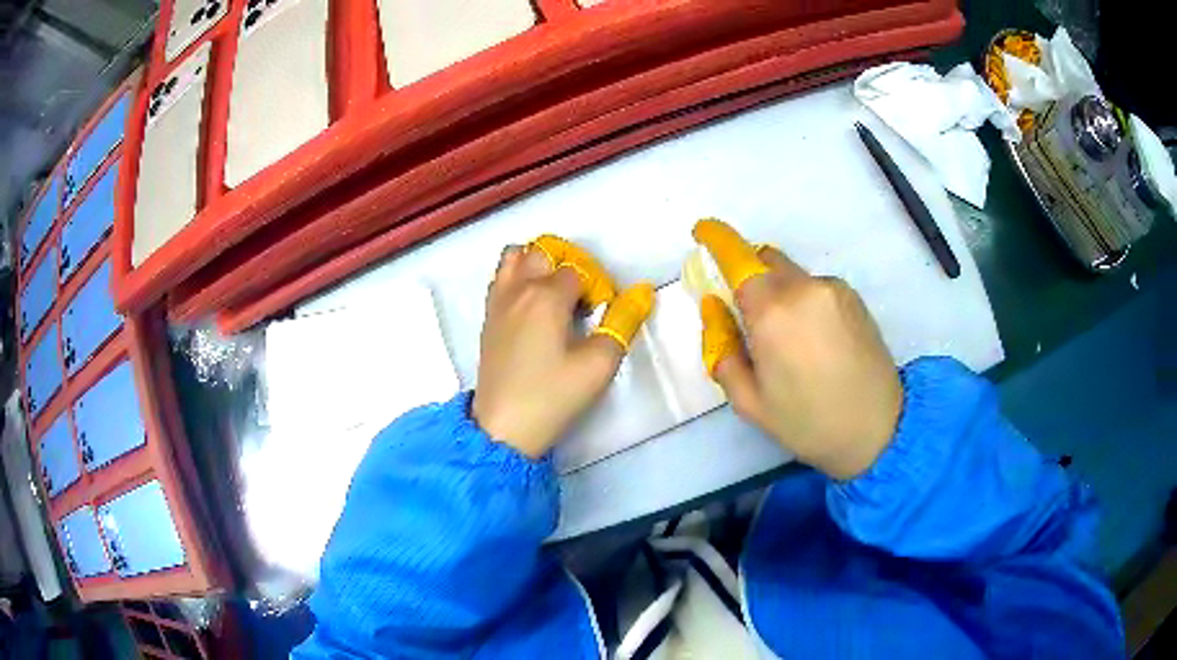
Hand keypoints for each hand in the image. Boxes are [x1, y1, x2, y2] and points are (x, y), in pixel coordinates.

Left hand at [473, 237, 653, 457]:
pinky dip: (517, 277)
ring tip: (553, 292)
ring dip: (537, 263)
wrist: (504, 427)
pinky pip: (501, 278)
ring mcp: (498, 301)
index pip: (579, 271)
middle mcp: (518, 288)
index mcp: (546, 295)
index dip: (596, 289)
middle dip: (568, 265)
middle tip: (581, 299)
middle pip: (544, 251)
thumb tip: (642, 292)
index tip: (600, 316)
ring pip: (515, 256)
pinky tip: (531, 307)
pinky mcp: (487, 317)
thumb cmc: (553, 396)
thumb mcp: (599, 364)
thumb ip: (622, 322)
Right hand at [694, 220, 902, 479]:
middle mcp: (803, 288)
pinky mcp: (853, 296)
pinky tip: (816, 341)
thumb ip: (722, 348)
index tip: (703, 231)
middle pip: (765, 258)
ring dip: (778, 291)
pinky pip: (815, 286)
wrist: (878, 428)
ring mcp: (833, 289)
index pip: (737, 259)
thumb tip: (714, 307)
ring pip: (791, 274)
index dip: (717, 239)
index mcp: (772, 313)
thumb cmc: (807, 422)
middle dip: (748, 274)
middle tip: (748, 315)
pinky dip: (804, 300)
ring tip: (790, 341)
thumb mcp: (749, 401)